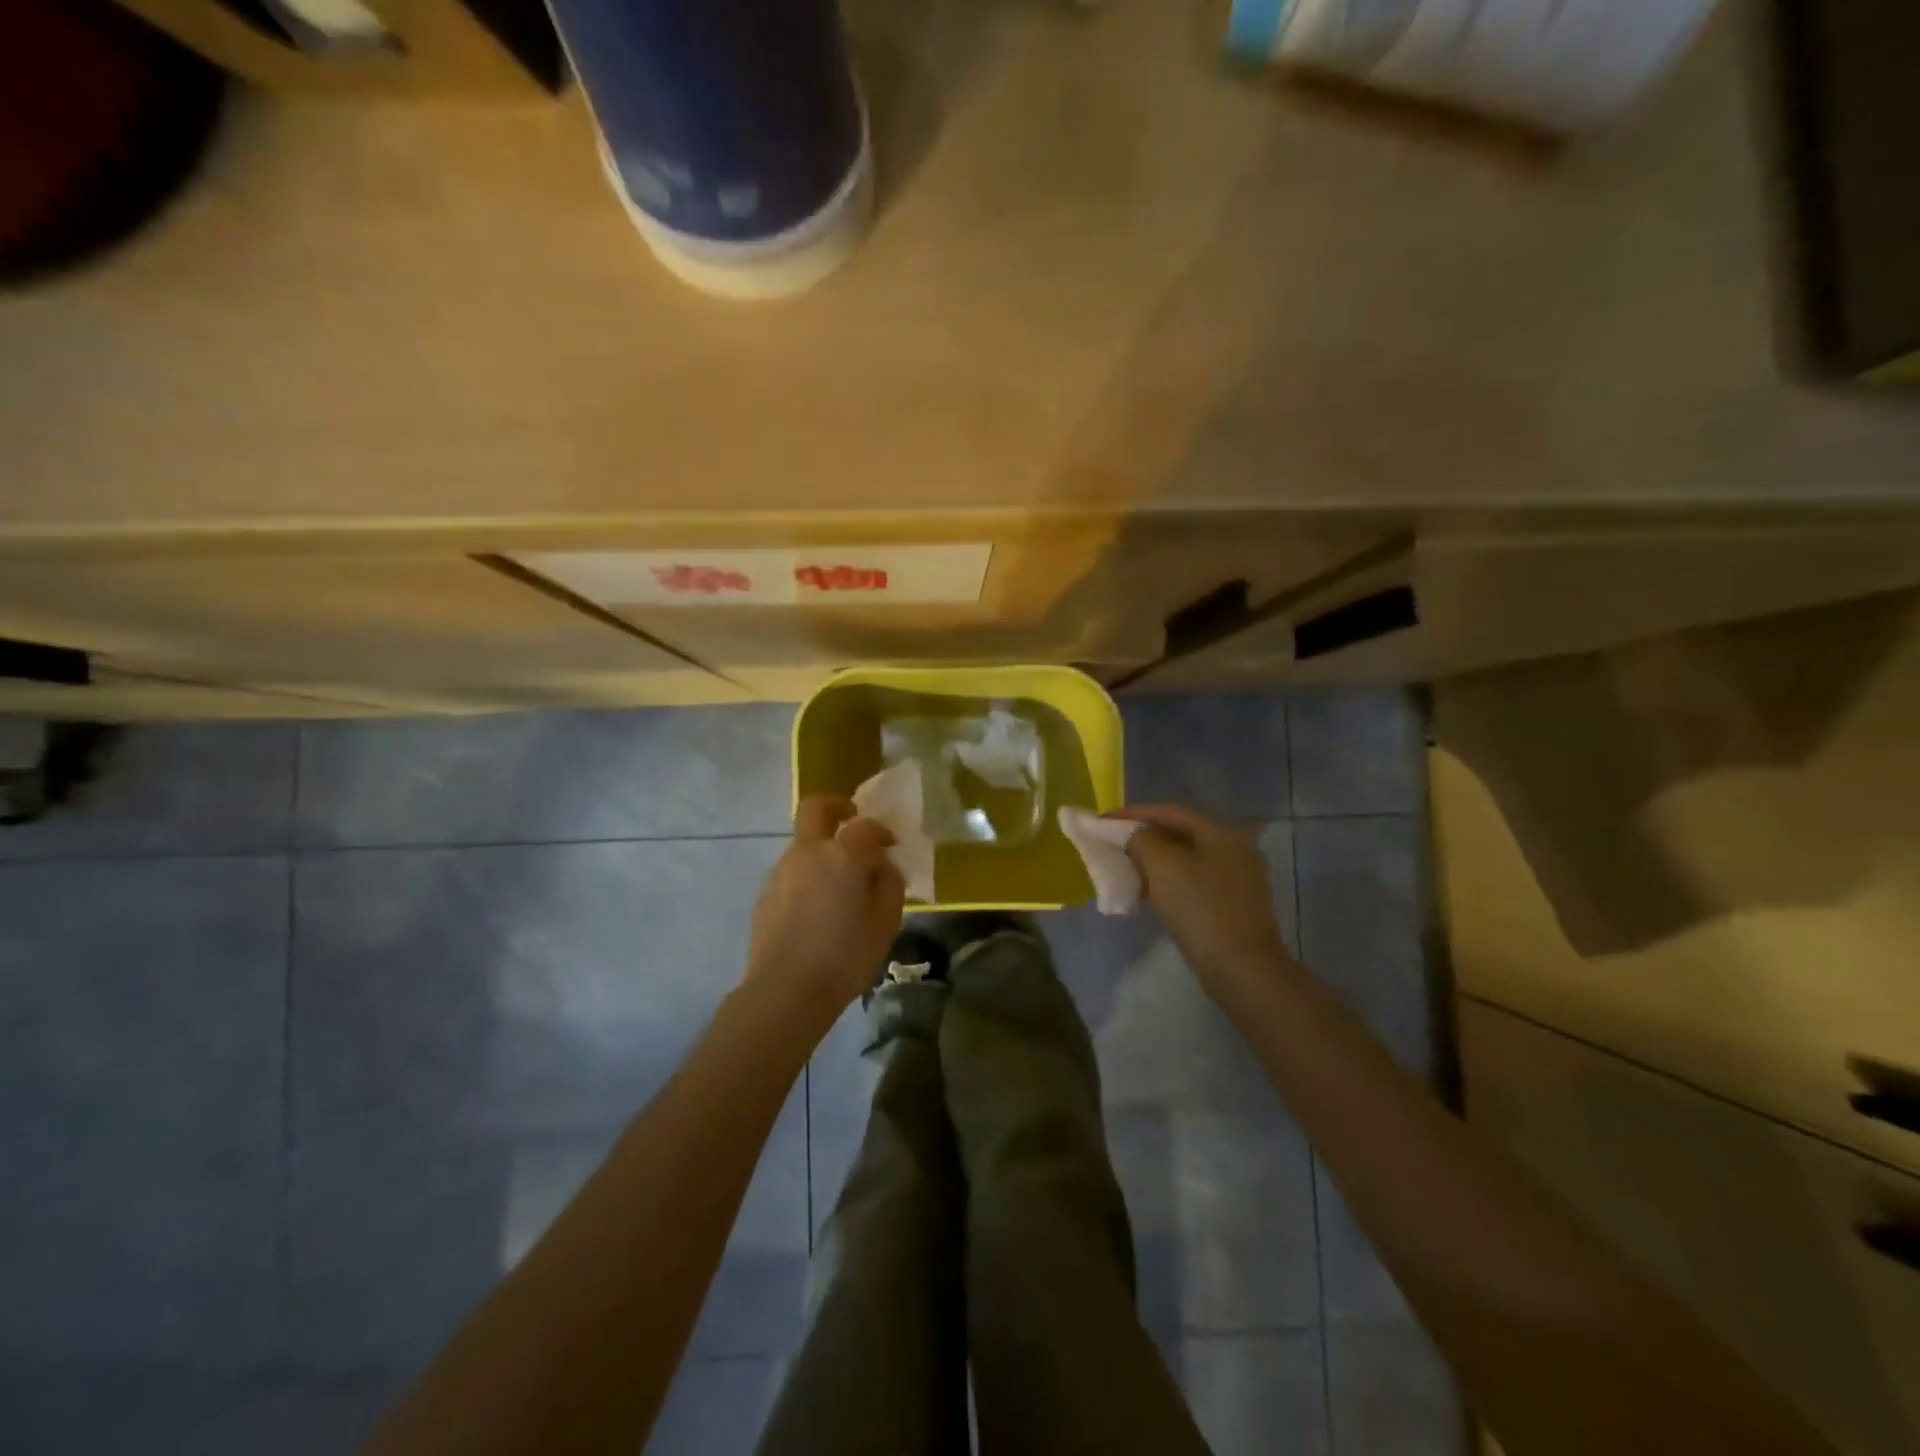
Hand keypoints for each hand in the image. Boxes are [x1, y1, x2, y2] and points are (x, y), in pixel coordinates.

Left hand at [746, 796, 904, 1016]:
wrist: (785, 991)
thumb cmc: (845, 956)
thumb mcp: (885, 923)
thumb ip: (890, 885)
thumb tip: (883, 866)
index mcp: (842, 855)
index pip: (866, 827)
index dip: (882, 831)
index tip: (892, 845)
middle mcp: (808, 853)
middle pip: (816, 808)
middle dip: (836, 805)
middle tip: (851, 816)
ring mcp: (781, 871)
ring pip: (803, 844)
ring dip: (822, 849)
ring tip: (840, 883)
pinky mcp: (766, 894)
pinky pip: (793, 872)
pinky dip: (808, 876)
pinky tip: (818, 908)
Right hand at [1117, 804, 1291, 986]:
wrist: (1241, 969)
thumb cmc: (1200, 909)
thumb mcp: (1163, 866)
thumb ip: (1141, 840)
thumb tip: (1132, 834)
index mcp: (1222, 833)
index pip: (1171, 811)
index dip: (1134, 812)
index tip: (1103, 819)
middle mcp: (1234, 849)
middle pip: (1180, 833)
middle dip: (1143, 837)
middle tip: (1112, 843)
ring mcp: (1236, 879)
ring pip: (1185, 859)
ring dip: (1153, 860)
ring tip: (1124, 867)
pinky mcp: (1231, 905)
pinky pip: (1192, 882)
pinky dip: (1167, 881)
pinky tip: (1147, 892)